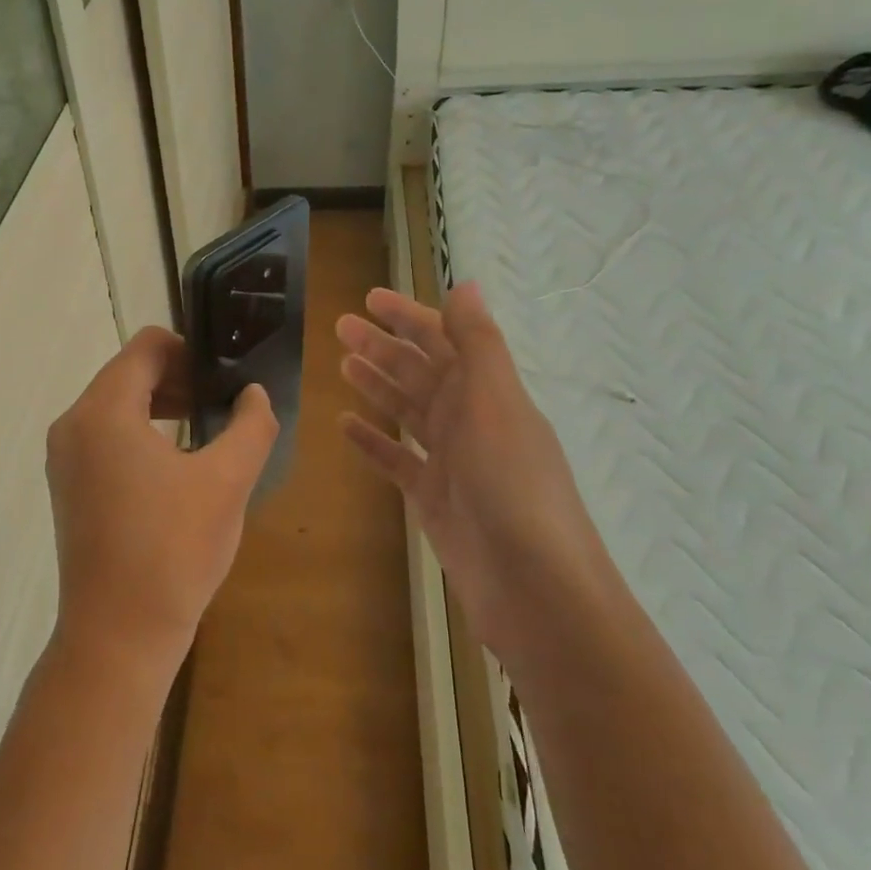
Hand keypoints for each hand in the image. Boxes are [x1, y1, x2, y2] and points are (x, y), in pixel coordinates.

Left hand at [45, 327, 278, 687]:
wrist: (119, 636)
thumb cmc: (174, 551)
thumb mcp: (227, 481)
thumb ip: (251, 424)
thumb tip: (254, 393)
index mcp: (103, 411)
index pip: (146, 347)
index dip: (191, 350)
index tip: (226, 376)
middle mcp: (72, 425)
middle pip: (128, 374)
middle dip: (178, 379)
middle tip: (223, 402)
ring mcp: (64, 459)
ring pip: (115, 406)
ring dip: (161, 406)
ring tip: (205, 430)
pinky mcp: (68, 488)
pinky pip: (104, 438)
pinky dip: (140, 434)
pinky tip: (175, 464)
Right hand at [336, 282, 607, 649]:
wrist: (531, 584)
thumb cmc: (512, 484)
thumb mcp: (496, 402)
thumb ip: (478, 344)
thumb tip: (466, 284)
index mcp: (488, 392)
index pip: (444, 340)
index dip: (408, 317)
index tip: (369, 299)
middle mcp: (470, 420)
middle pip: (420, 372)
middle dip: (382, 347)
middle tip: (339, 328)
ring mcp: (450, 460)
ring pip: (407, 410)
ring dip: (377, 385)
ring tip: (342, 365)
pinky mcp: (432, 497)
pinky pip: (396, 458)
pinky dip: (373, 440)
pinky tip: (346, 425)